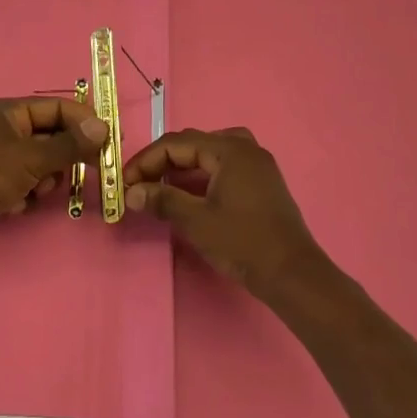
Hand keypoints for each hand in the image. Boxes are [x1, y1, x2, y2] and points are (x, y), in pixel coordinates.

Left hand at [0, 96, 108, 263]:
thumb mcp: (33, 158)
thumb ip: (70, 145)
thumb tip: (103, 128)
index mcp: (6, 112)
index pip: (55, 107)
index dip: (84, 121)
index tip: (109, 139)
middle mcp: (1, 130)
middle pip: (49, 135)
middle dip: (66, 154)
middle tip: (93, 168)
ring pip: (39, 163)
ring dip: (47, 178)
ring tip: (40, 190)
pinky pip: (24, 183)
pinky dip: (28, 194)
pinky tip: (20, 205)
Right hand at [123, 127, 329, 299]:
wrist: (292, 273)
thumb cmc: (243, 242)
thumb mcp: (196, 221)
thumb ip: (162, 200)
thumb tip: (131, 192)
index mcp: (230, 150)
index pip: (177, 143)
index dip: (146, 160)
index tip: (124, 182)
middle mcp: (246, 148)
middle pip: (194, 144)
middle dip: (162, 162)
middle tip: (139, 184)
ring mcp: (258, 165)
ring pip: (209, 153)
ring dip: (182, 167)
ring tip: (160, 186)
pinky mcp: (262, 182)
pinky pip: (224, 166)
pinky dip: (202, 175)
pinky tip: (190, 193)